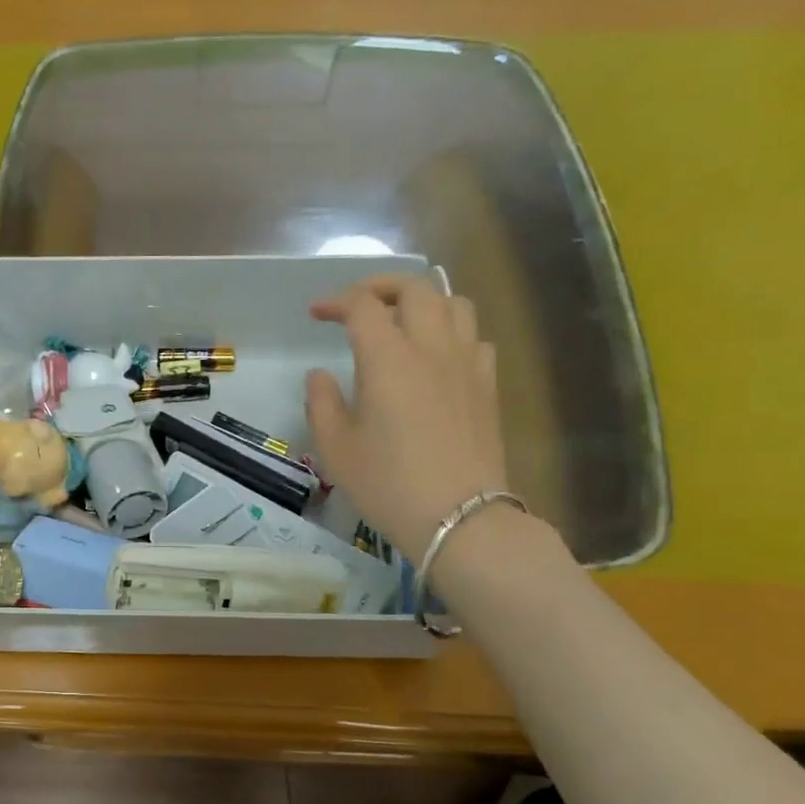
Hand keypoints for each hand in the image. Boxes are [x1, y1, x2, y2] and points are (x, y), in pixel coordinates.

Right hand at [305, 275, 507, 555]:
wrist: (459, 518)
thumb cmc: (387, 483)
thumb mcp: (336, 448)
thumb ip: (321, 402)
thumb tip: (320, 375)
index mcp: (388, 358)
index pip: (362, 306)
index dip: (336, 301)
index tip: (316, 314)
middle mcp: (431, 348)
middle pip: (415, 288)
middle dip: (382, 286)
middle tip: (359, 304)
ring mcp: (466, 364)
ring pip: (454, 304)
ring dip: (424, 302)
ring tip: (403, 321)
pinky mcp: (487, 385)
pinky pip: (475, 338)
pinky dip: (453, 332)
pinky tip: (438, 356)